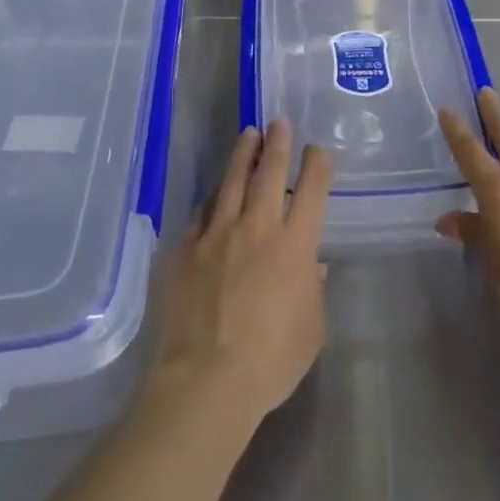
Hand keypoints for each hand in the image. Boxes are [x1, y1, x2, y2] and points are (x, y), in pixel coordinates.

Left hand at [148, 121, 330, 424]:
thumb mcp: (310, 330)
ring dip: (242, 156)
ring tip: (248, 135)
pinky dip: (211, 199)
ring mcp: (215, 234)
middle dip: (277, 145)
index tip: (316, 149)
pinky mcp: (183, 248)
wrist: (206, 379)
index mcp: (294, 246)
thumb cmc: (270, 361)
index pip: (311, 193)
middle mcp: (256, 228)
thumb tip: (313, 265)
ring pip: (231, 182)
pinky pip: (200, 214)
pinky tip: (212, 193)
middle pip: (269, 174)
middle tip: (278, 122)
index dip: (316, 166)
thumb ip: (313, 290)